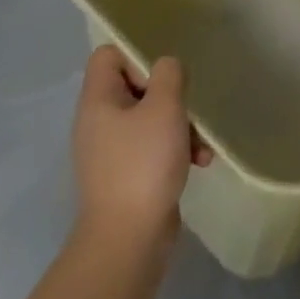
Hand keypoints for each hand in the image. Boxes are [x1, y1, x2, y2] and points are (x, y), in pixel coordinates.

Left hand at [72, 46, 210, 252]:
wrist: (127, 242)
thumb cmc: (143, 163)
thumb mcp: (164, 106)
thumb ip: (168, 74)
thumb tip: (166, 69)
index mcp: (98, 101)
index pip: (108, 55)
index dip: (137, 56)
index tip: (161, 77)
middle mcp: (98, 123)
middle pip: (134, 87)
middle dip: (169, 96)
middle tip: (185, 108)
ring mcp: (110, 152)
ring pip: (148, 119)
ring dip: (179, 126)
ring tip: (201, 145)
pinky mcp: (125, 177)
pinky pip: (151, 148)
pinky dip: (174, 150)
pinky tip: (199, 163)